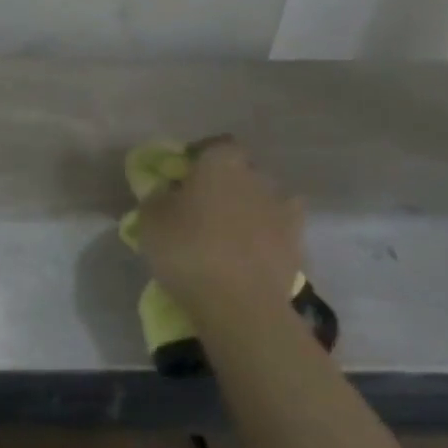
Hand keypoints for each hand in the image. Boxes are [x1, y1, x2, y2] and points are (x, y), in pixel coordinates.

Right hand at [137, 137, 303, 312]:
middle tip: (201, 208)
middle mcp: (258, 177)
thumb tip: (167, 191)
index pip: (214, 145)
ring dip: (247, 211)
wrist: (239, 303)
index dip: (198, 158)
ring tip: (227, 235)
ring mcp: (284, 210)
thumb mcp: (150, 220)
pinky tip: (248, 255)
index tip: (182, 176)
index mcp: (222, 162)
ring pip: (262, 201)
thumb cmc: (187, 249)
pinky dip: (264, 238)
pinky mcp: (297, 244)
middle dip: (224, 184)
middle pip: (240, 172)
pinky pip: (276, 232)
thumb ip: (157, 197)